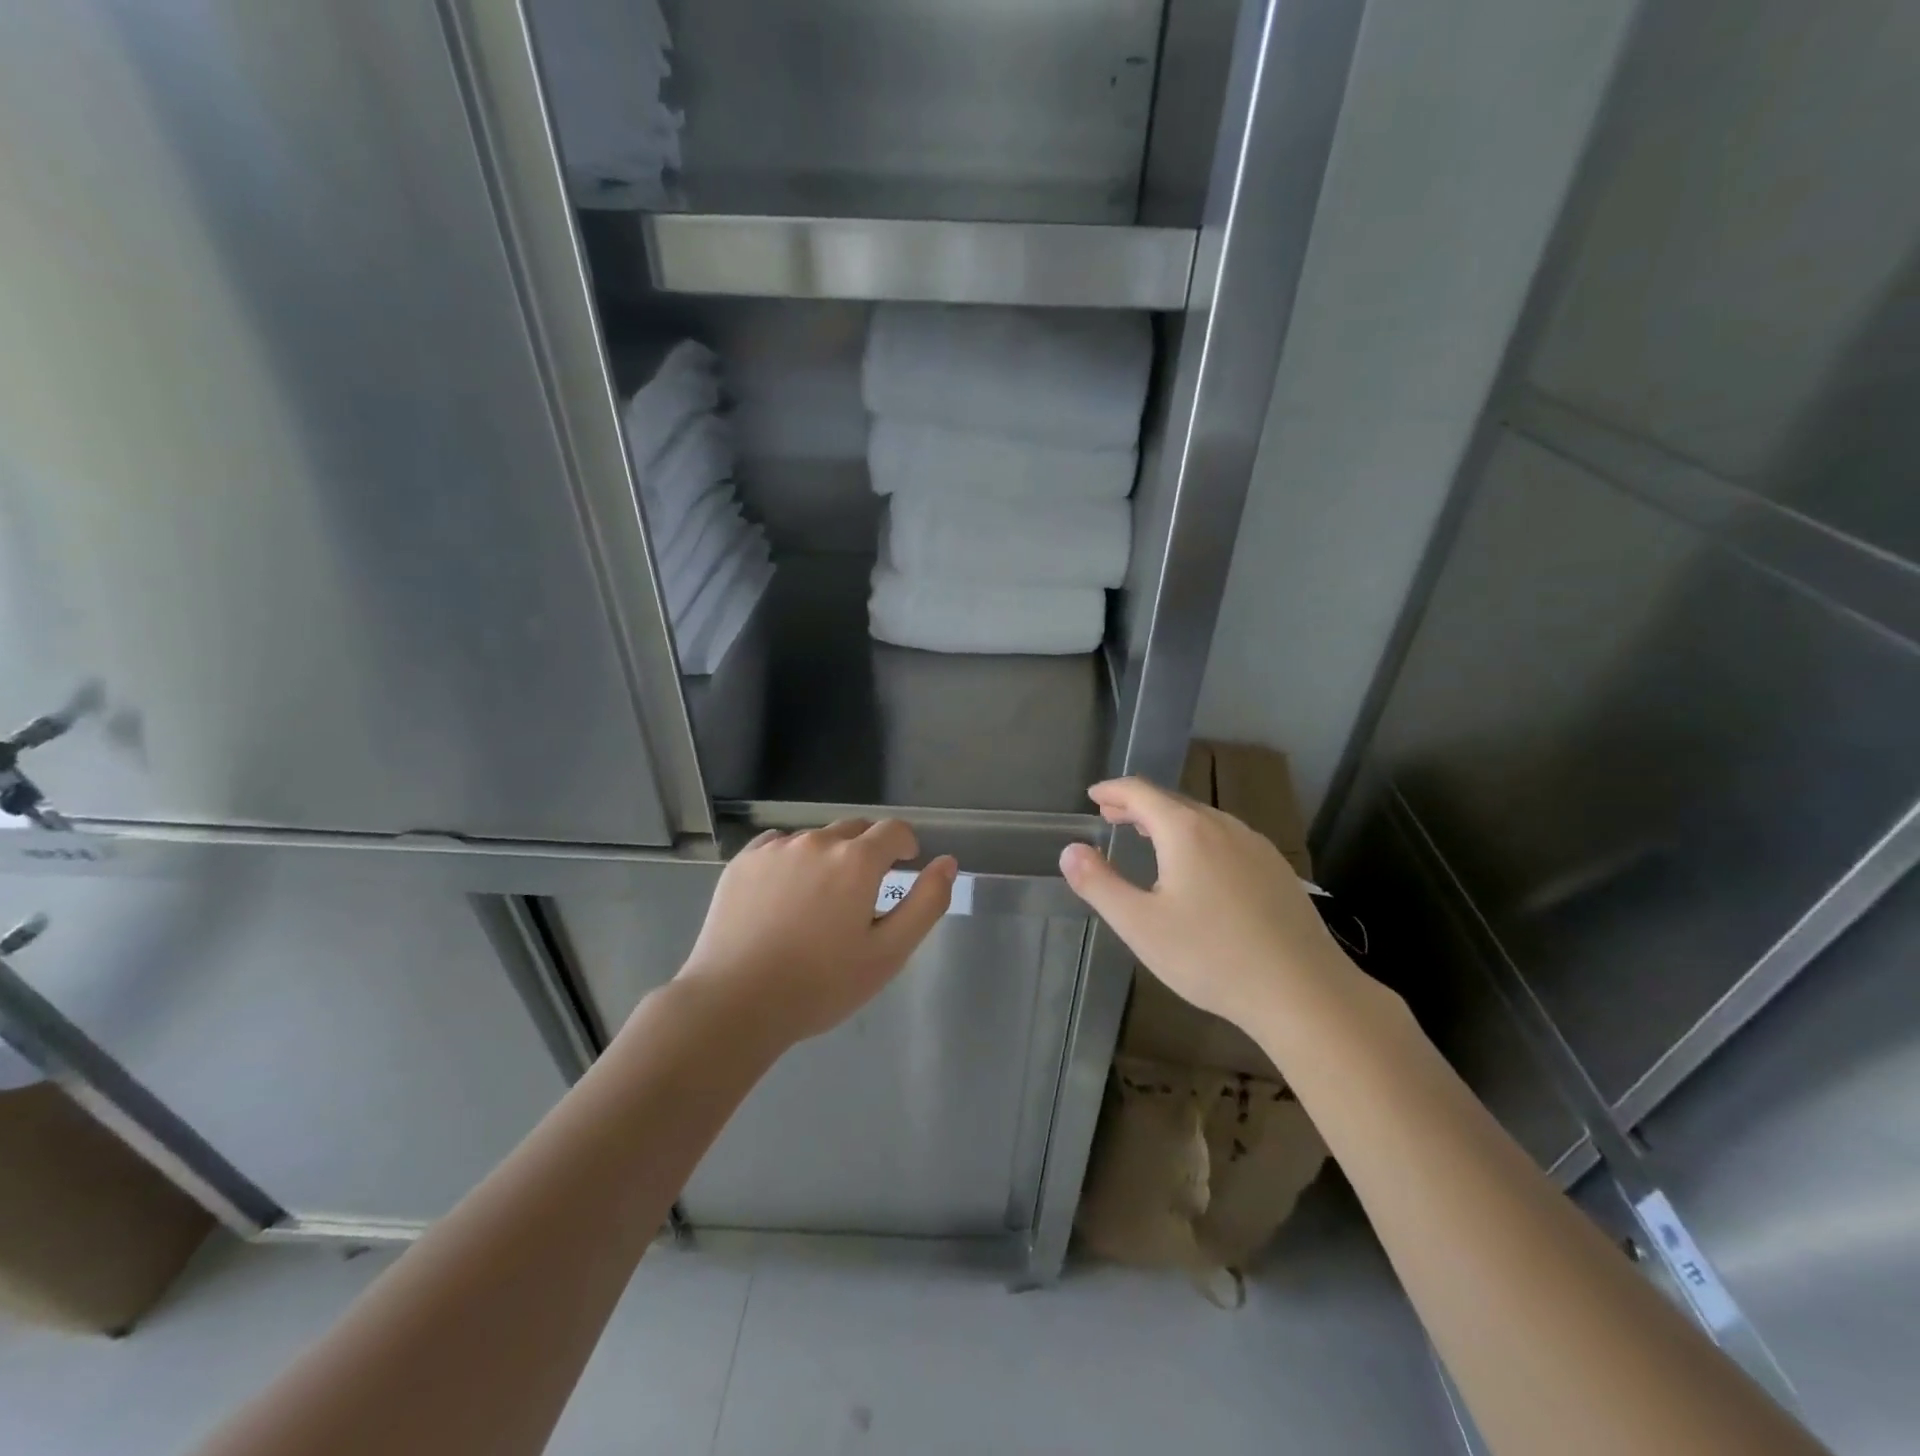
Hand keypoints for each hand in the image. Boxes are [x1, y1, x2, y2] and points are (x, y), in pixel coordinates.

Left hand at [676, 819, 956, 1046]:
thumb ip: (926, 902)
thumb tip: (946, 862)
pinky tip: (784, 894)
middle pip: (854, 829)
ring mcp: (775, 849)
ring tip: (820, 899)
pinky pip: (778, 845)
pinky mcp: (743, 862)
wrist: (735, 1002)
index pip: (893, 830)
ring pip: (815, 839)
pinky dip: (791, 860)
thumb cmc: (821, 984)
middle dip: (868, 850)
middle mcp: (817, 842)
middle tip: (864, 891)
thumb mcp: (889, 953)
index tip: (905, 865)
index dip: (905, 844)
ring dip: (828, 856)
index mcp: (856, 860)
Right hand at [1058, 777, 1356, 1033]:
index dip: (1113, 790)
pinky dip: (1198, 838)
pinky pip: (1227, 838)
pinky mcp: (1277, 870)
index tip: (1093, 795)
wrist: (1303, 991)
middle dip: (1138, 806)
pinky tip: (1199, 868)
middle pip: (1173, 802)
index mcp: (1187, 832)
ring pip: (1203, 820)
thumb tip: (1070, 851)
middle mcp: (1223, 827)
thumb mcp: (1140, 925)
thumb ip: (1099, 884)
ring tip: (1149, 837)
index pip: (1141, 792)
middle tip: (1112, 816)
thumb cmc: (1211, 956)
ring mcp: (1256, 846)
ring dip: (1169, 821)